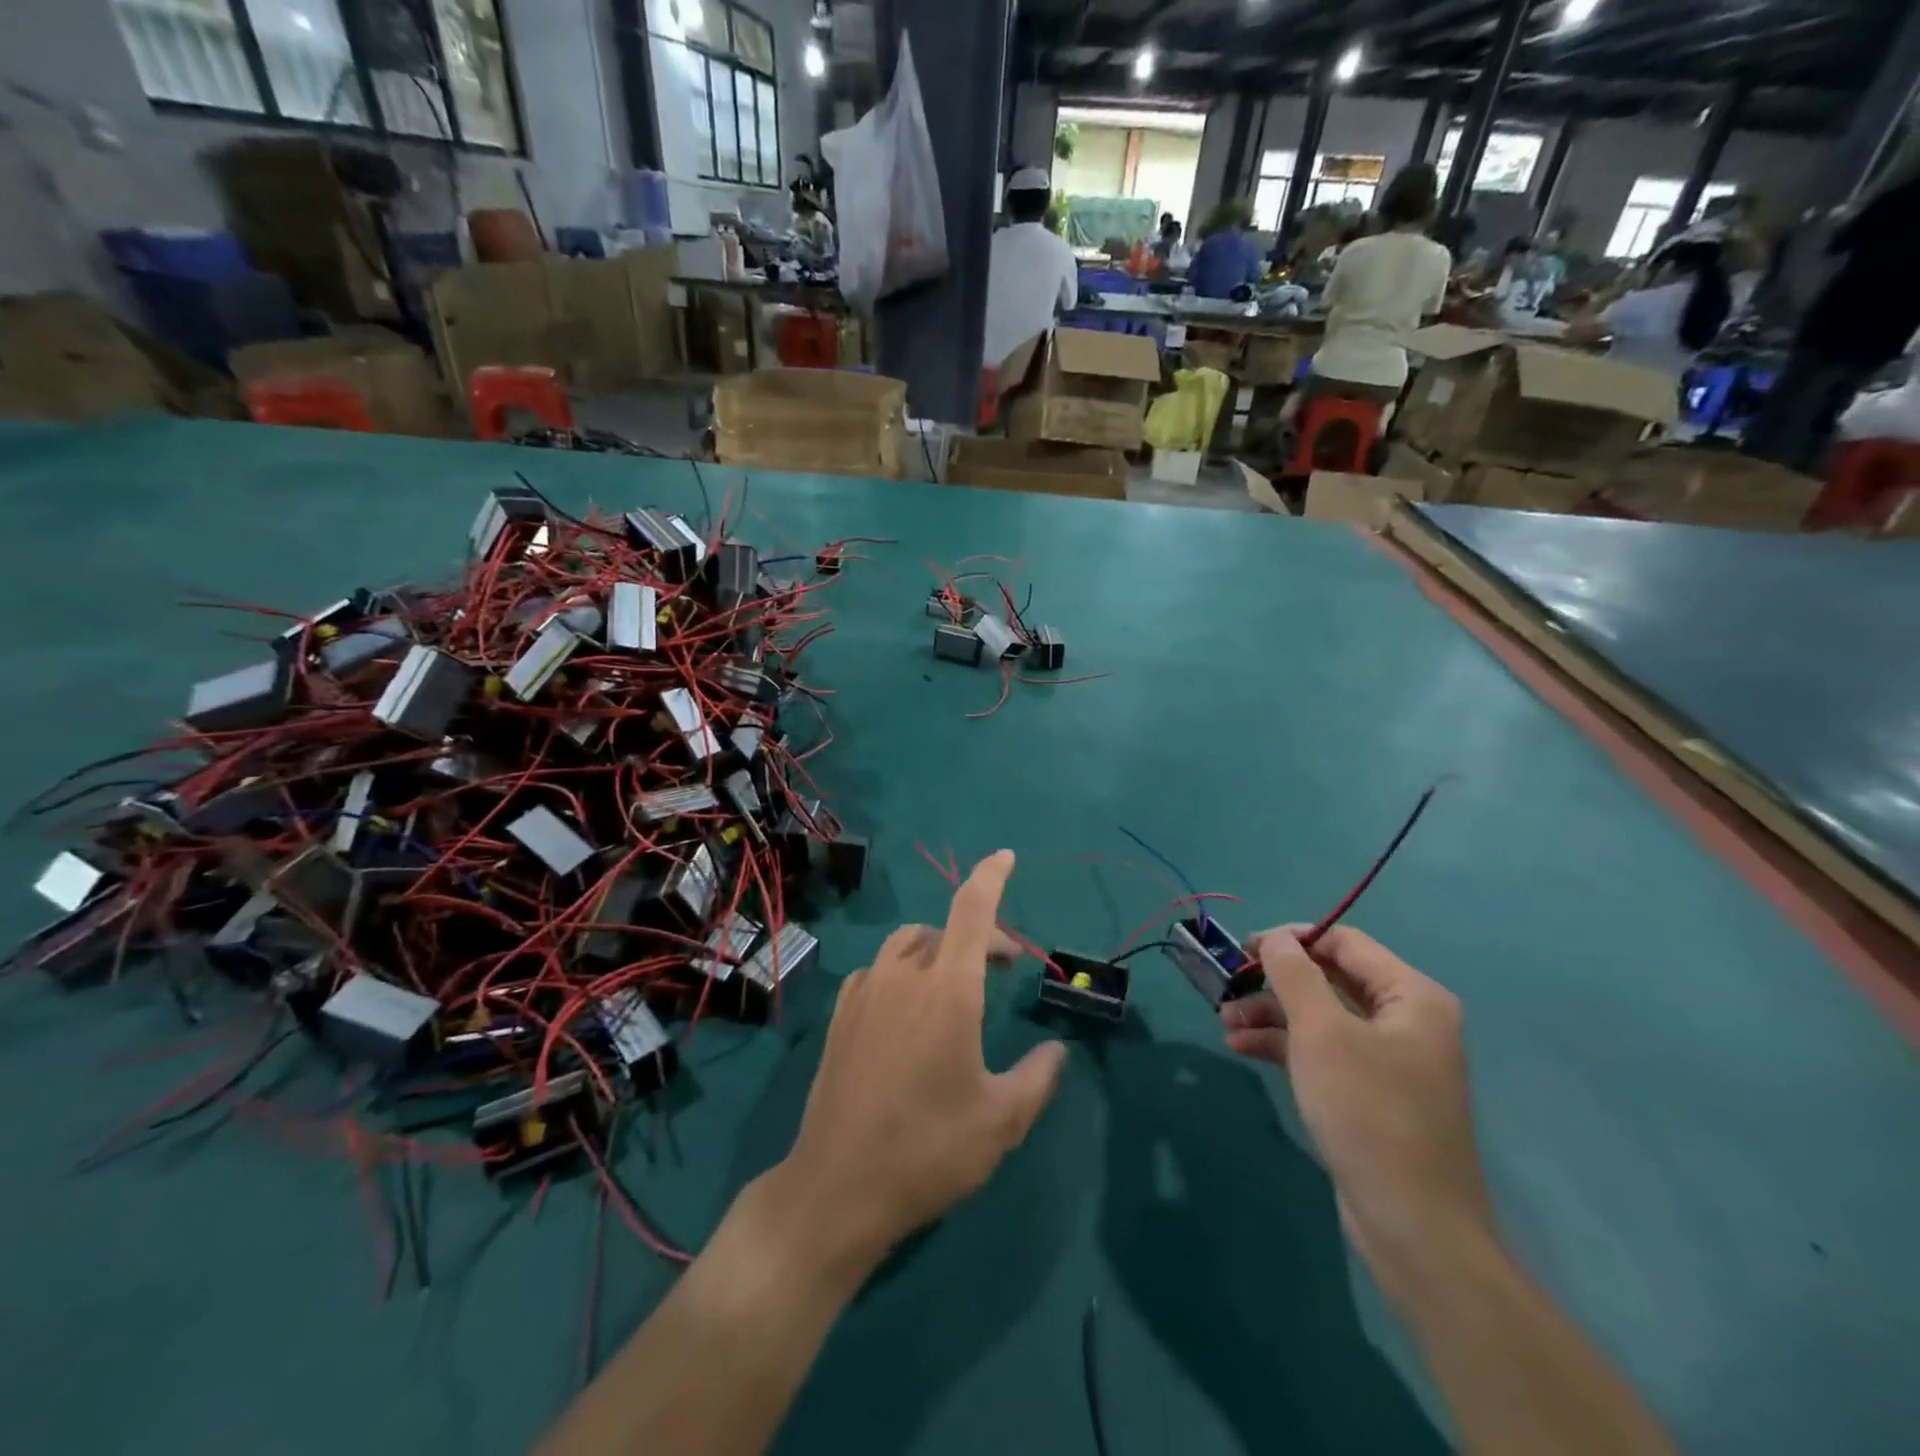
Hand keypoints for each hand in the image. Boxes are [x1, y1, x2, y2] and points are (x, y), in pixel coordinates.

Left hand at [776, 851, 1066, 1271]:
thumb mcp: (1001, 1122)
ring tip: (956, 982)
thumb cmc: (928, 1150)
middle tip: (1004, 965)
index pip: (971, 911)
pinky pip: (877, 971)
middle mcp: (903, 977)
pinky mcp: (840, 1015)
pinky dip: (902, 971)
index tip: (1005, 856)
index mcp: (948, 991)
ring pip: (906, 945)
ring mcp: (865, 993)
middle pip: (943, 930)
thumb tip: (1056, 1052)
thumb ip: (1038, 1078)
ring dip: (937, 948)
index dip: (991, 877)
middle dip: (979, 935)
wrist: (837, 1187)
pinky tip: (907, 1006)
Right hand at [1220, 926, 1495, 1290]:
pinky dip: (1282, 1044)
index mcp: (1411, 996)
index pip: (1344, 942)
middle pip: (1329, 977)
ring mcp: (1386, 1058)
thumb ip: (1294, 974)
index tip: (1244, 949)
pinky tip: (1241, 1047)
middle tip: (1229, 985)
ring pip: (1319, 1015)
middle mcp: (1404, 1020)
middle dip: (1275, 981)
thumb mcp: (1322, 1032)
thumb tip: (1275, 938)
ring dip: (1270, 1013)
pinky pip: (1320, 1050)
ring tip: (1225, 1021)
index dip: (1292, 939)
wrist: (1413, 1226)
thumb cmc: (1369, 1111)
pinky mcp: (1367, 1092)